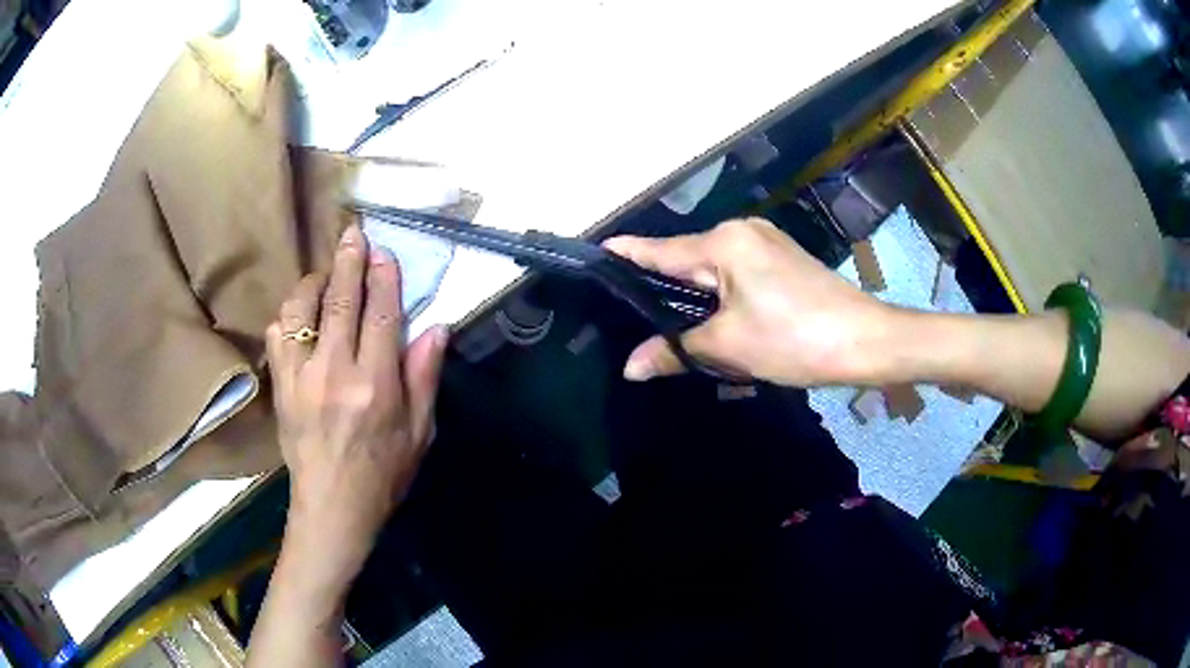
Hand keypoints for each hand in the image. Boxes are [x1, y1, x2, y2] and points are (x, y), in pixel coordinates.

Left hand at [265, 225, 447, 585]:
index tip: (384, 253)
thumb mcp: (420, 432)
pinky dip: (288, 315)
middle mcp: (335, 372)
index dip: (383, 277)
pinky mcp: (281, 386)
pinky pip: (277, 335)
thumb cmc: (384, 474)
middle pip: (340, 301)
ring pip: (302, 310)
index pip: (381, 314)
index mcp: (376, 385)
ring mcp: (301, 377)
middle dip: (349, 261)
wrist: (333, 507)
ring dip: (315, 282)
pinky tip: (300, 313)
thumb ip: (425, 377)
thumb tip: (436, 326)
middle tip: (354, 234)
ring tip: (326, 273)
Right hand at [604, 218, 892, 386]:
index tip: (597, 253)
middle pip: (689, 261)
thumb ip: (676, 350)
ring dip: (696, 301)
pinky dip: (722, 299)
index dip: (628, 255)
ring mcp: (767, 244)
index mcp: (725, 242)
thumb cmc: (795, 338)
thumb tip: (631, 366)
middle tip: (633, 318)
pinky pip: (737, 277)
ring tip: (674, 331)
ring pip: (714, 272)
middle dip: (665, 290)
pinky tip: (718, 325)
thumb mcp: (729, 347)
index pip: (662, 250)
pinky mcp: (783, 262)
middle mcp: (743, 232)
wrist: (866, 341)